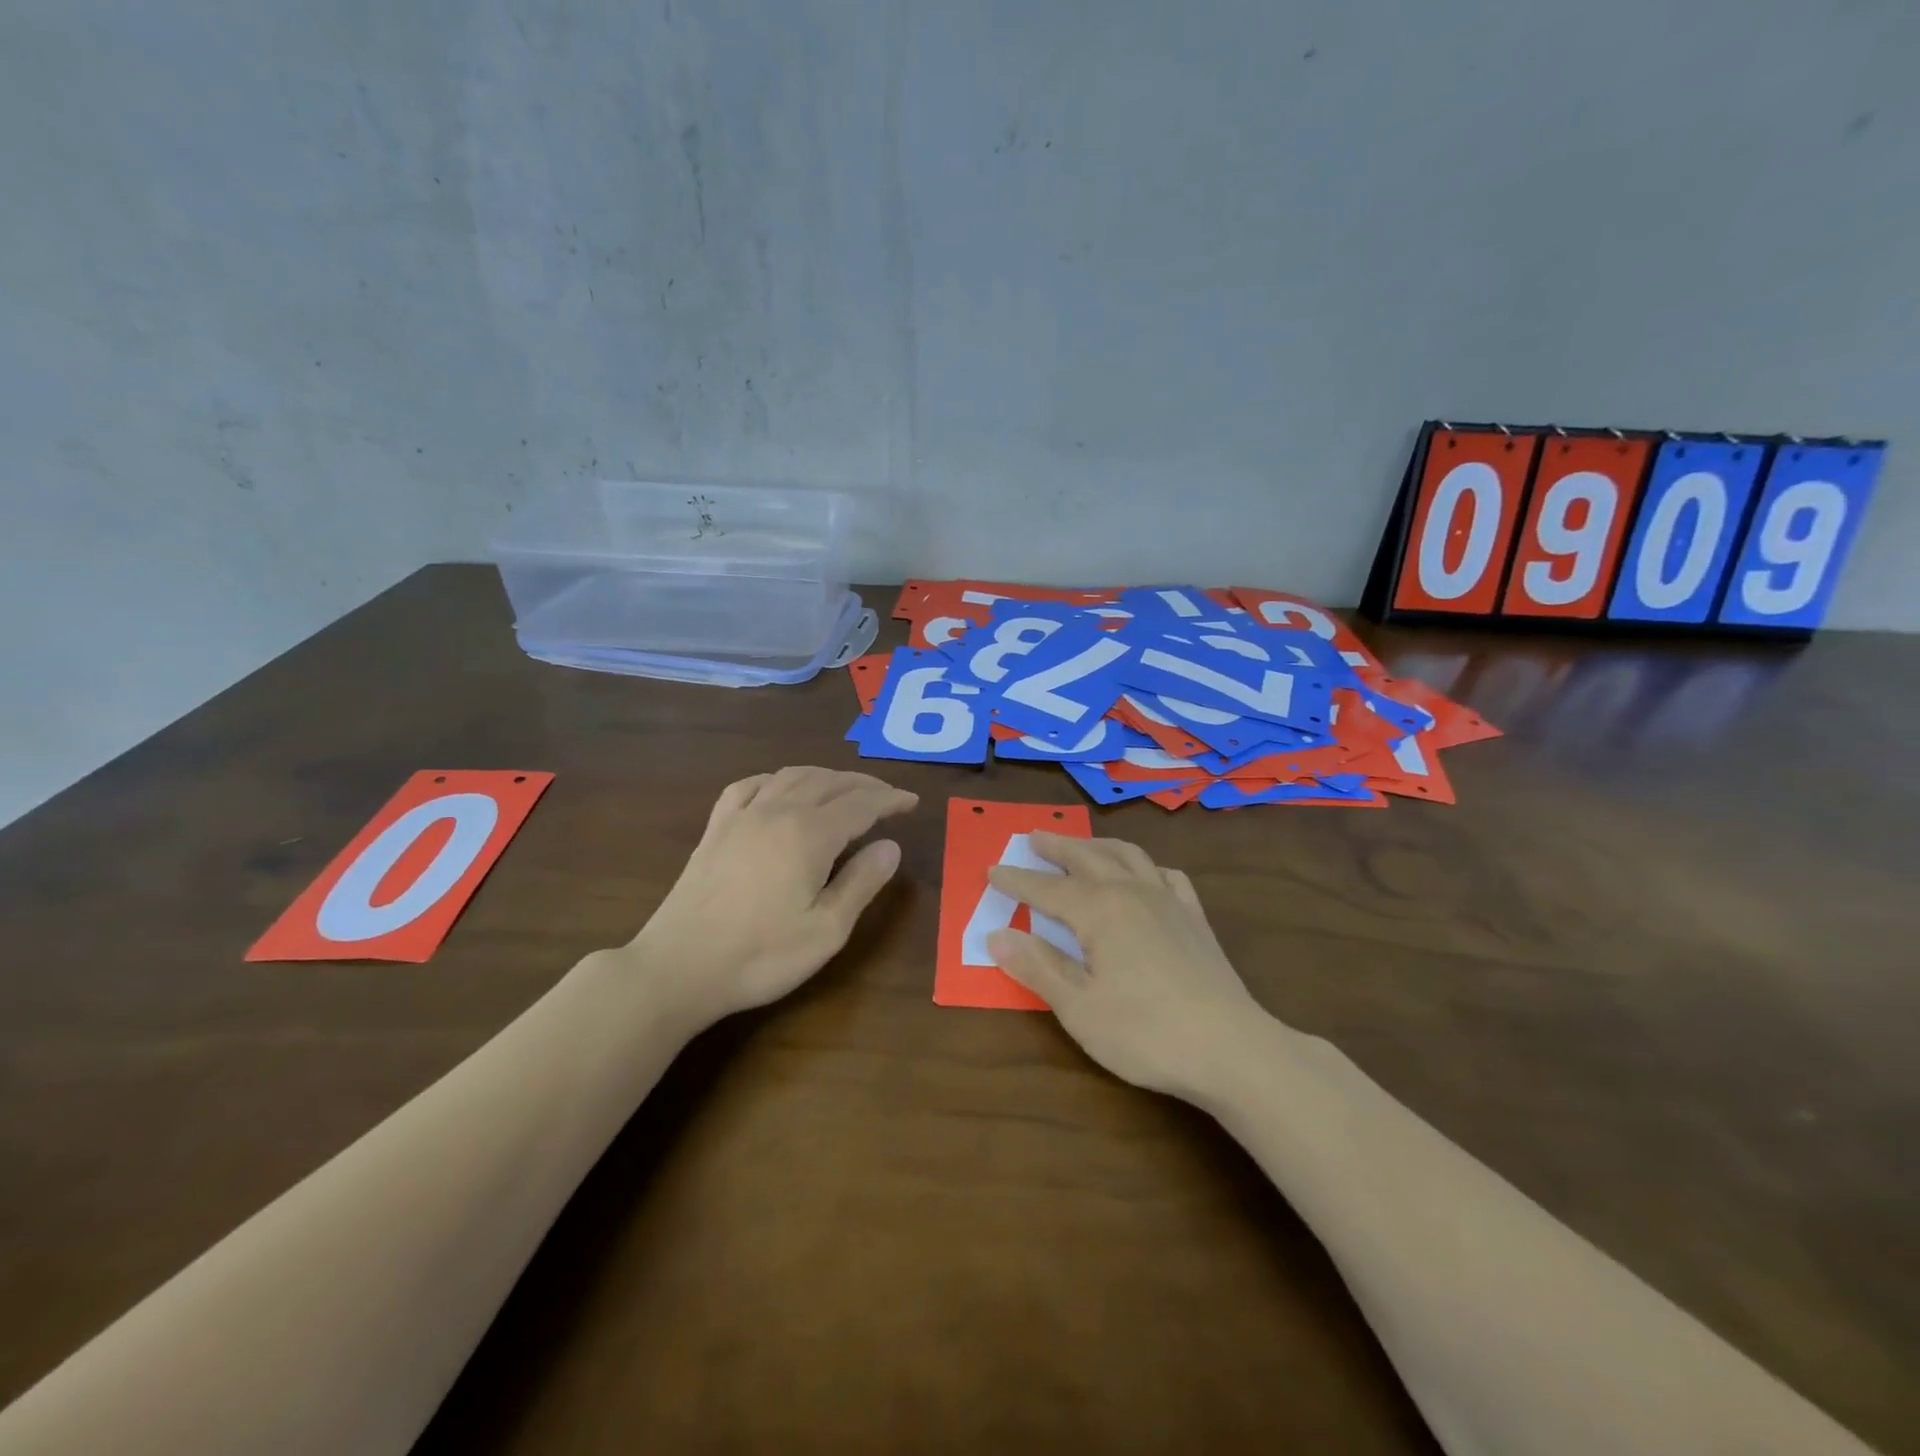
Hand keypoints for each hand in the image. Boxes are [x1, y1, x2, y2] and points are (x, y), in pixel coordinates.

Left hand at [629, 767, 917, 1027]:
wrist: (679, 967)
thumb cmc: (761, 956)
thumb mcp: (826, 930)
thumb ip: (861, 883)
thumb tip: (891, 846)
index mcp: (810, 834)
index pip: (861, 804)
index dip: (890, 800)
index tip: (912, 801)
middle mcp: (778, 811)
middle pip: (829, 782)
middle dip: (863, 784)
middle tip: (887, 796)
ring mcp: (742, 816)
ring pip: (792, 776)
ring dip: (826, 776)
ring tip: (845, 788)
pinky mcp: (716, 828)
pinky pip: (750, 785)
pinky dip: (777, 779)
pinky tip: (780, 788)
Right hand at [986, 833, 1265, 1098]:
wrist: (1232, 1048)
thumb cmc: (1146, 1033)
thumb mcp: (1079, 1008)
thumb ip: (1037, 967)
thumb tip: (996, 934)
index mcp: (1099, 911)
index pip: (1047, 889)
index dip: (1017, 881)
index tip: (992, 871)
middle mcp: (1132, 892)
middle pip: (1088, 858)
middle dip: (1057, 847)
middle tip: (1033, 837)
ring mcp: (1169, 901)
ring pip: (1128, 856)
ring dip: (1098, 845)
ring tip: (1083, 844)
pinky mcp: (1195, 918)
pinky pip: (1167, 875)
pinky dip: (1147, 866)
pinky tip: (1146, 875)